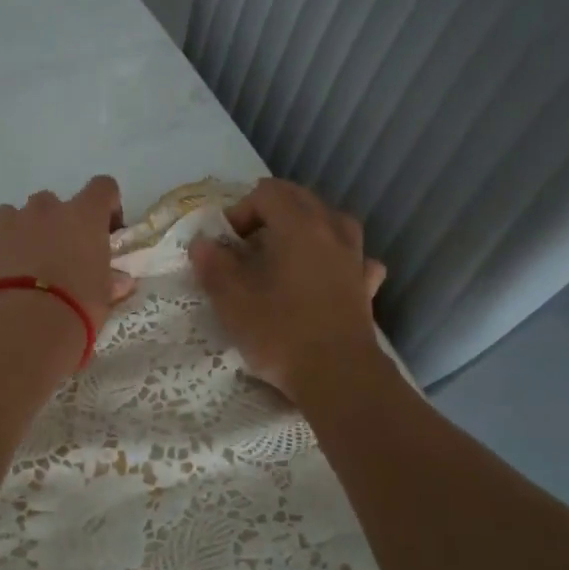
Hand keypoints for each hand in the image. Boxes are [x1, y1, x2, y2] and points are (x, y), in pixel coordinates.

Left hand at [0, 176, 135, 364]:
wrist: (24, 329)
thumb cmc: (77, 311)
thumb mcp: (104, 300)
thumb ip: (110, 283)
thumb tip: (120, 282)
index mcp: (82, 217)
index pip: (102, 187)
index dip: (104, 206)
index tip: (105, 232)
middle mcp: (42, 211)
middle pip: (48, 202)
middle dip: (52, 224)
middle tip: (56, 258)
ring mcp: (2, 227)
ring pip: (6, 215)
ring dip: (12, 234)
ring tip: (15, 267)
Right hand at [187, 179, 391, 401]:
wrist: (337, 376)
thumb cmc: (280, 332)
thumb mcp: (231, 300)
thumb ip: (213, 265)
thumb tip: (202, 244)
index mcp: (298, 226)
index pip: (267, 193)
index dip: (240, 211)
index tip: (226, 245)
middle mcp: (331, 231)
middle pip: (300, 199)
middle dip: (269, 213)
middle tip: (246, 247)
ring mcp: (355, 257)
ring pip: (331, 221)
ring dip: (305, 228)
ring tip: (284, 253)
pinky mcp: (365, 286)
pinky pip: (353, 257)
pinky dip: (336, 257)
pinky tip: (326, 274)